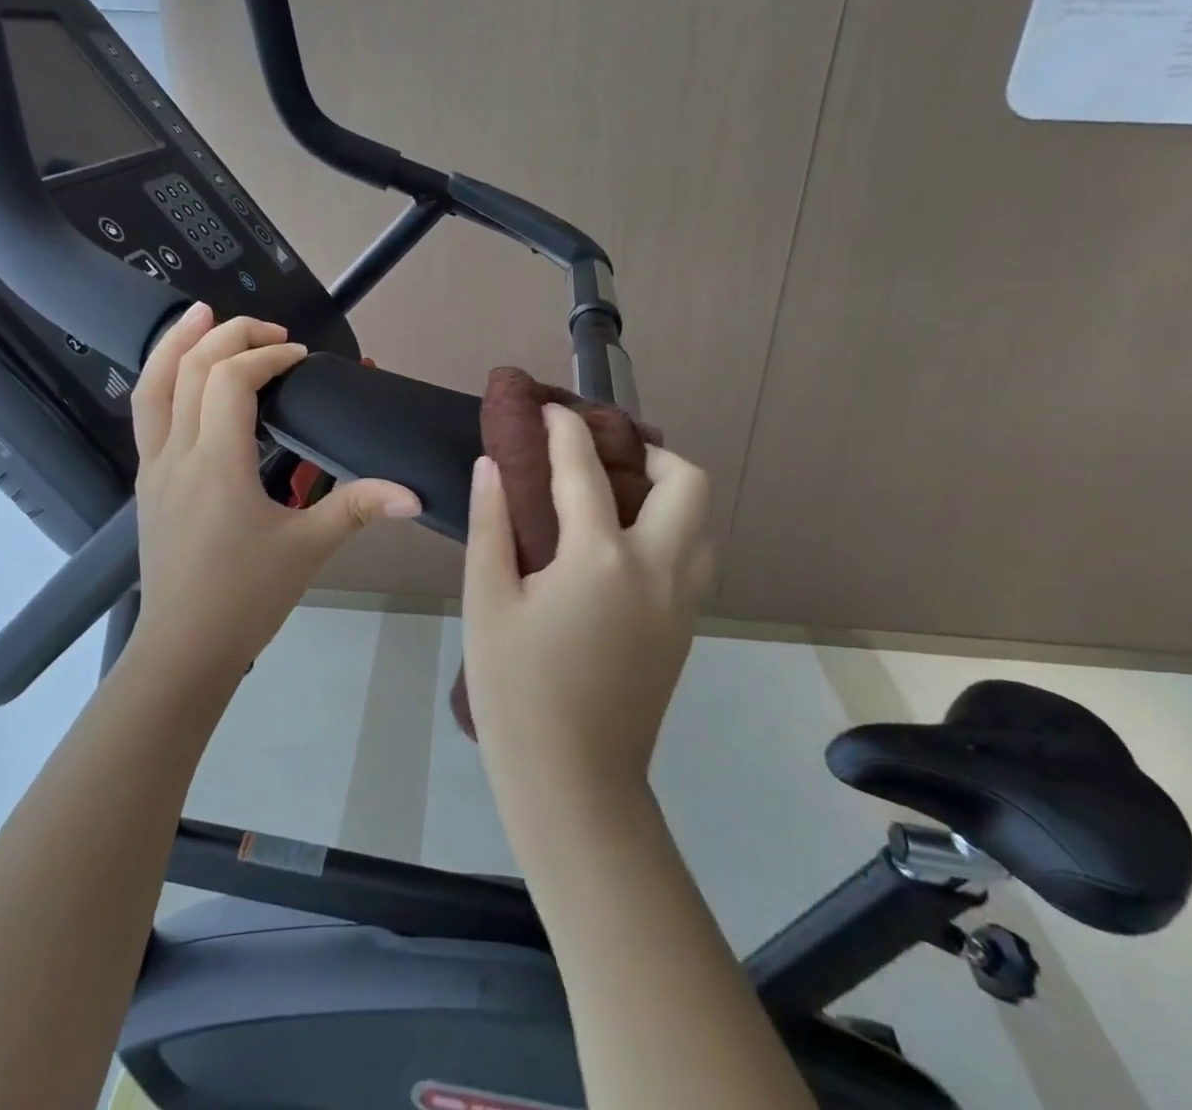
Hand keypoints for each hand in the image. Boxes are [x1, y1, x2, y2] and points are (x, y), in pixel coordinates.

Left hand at [129, 304, 421, 678]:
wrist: (183, 649)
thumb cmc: (245, 598)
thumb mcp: (307, 550)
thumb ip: (357, 509)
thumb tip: (413, 494)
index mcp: (216, 464)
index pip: (231, 381)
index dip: (266, 358)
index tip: (301, 359)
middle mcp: (176, 454)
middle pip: (191, 369)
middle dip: (230, 336)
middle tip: (270, 332)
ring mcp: (153, 467)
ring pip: (152, 386)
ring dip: (177, 343)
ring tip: (202, 314)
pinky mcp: (147, 482)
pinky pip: (147, 413)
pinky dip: (164, 378)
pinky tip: (184, 375)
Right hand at [462, 405, 711, 797]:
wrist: (574, 782)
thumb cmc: (517, 691)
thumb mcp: (487, 602)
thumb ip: (493, 524)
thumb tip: (492, 466)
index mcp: (601, 558)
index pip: (586, 468)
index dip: (564, 428)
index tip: (547, 409)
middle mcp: (658, 568)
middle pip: (687, 482)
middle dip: (649, 453)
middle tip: (602, 459)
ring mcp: (682, 601)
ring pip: (703, 521)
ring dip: (669, 492)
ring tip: (616, 497)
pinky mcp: (687, 628)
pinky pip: (696, 555)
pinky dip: (672, 529)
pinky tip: (622, 548)